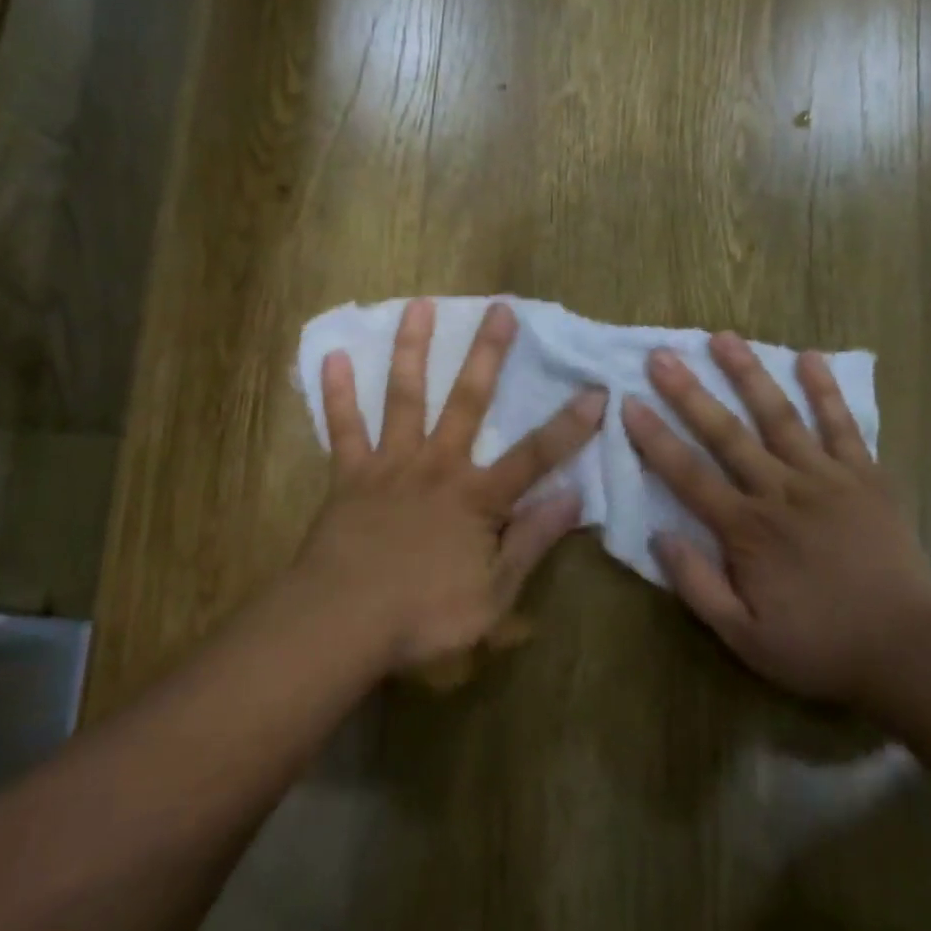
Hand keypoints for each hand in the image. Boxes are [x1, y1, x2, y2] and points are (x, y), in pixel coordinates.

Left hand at [295, 298, 604, 680]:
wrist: (340, 625)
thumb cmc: (422, 616)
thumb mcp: (494, 595)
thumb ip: (531, 541)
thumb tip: (573, 497)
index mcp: (477, 497)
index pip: (536, 455)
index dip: (571, 424)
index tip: (597, 389)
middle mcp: (438, 466)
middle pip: (468, 401)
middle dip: (488, 354)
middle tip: (501, 309)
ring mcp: (391, 465)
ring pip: (405, 397)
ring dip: (413, 350)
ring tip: (420, 305)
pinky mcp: (350, 475)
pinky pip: (344, 428)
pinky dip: (337, 393)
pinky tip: (333, 356)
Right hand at [622, 333, 930, 707]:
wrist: (908, 653)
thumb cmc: (819, 646)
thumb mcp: (745, 638)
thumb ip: (698, 586)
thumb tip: (659, 536)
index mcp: (747, 529)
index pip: (688, 474)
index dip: (655, 438)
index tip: (628, 402)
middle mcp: (781, 491)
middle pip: (727, 433)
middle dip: (689, 392)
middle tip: (662, 355)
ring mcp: (826, 477)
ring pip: (780, 416)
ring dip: (749, 374)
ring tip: (723, 337)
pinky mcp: (865, 476)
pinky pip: (843, 425)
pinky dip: (826, 391)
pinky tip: (810, 357)